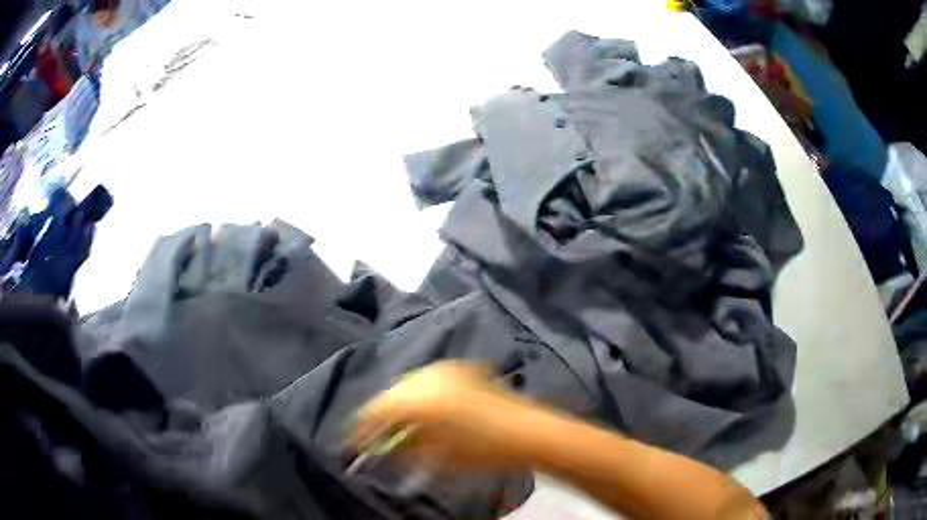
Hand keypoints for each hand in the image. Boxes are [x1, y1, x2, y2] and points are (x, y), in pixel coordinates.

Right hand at [350, 361, 529, 471]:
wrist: (527, 431)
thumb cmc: (483, 451)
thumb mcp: (438, 457)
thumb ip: (404, 449)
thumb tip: (381, 448)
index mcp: (418, 399)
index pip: (376, 410)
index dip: (363, 427)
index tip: (355, 442)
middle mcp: (426, 376)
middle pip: (389, 393)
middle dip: (380, 413)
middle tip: (376, 434)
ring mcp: (445, 368)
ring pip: (407, 383)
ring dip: (399, 402)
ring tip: (398, 423)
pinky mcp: (460, 368)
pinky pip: (427, 379)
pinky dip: (419, 393)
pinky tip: (421, 407)